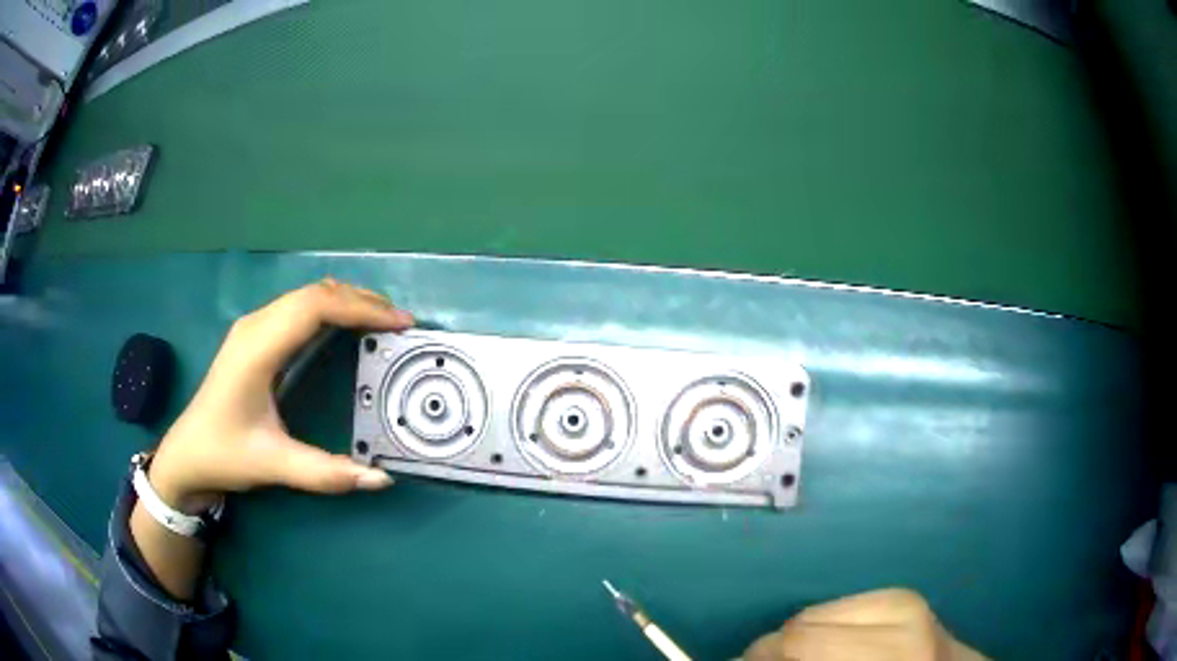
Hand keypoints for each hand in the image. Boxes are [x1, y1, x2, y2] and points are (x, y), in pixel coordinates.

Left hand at [148, 278, 413, 512]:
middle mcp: (255, 326)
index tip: (399, 324)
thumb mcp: (274, 466)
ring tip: (382, 320)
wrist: (186, 453)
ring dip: (347, 301)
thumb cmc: (224, 454)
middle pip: (315, 293)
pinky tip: (346, 324)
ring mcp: (253, 327)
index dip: (360, 309)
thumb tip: (382, 478)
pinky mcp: (254, 336)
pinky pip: (298, 307)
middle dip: (362, 301)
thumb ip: (327, 473)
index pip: (315, 307)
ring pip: (307, 295)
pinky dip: (330, 308)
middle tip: (400, 323)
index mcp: (257, 349)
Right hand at [743, 589, 986, 660]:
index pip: (799, 643)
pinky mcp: (904, 594)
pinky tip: (829, 647)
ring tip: (800, 660)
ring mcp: (906, 602)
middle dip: (771, 651)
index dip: (758, 658)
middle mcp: (901, 620)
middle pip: (801, 625)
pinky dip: (821, 629)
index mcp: (889, 655)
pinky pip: (839, 605)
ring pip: (816, 612)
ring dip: (796, 640)